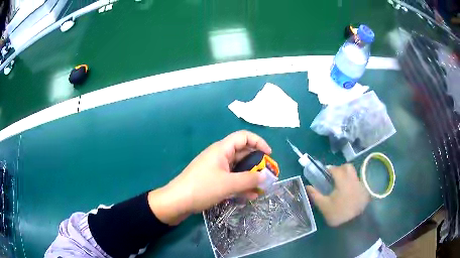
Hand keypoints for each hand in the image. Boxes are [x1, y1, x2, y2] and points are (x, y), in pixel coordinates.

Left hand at [148, 130, 271, 224]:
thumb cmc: (202, 188)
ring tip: (261, 188)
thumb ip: (249, 180)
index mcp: (222, 149)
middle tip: (267, 175)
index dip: (259, 142)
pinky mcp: (213, 180)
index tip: (269, 154)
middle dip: (257, 163)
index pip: (244, 137)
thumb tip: (266, 176)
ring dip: (250, 177)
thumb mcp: (228, 184)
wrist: (177, 201)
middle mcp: (220, 156)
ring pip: (238, 168)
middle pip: (242, 153)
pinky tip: (249, 196)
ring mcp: (216, 168)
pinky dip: (241, 185)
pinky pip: (231, 179)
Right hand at [306, 164, 369, 226]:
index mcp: (342, 182)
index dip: (329, 169)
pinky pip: (357, 181)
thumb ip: (315, 195)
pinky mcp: (364, 190)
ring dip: (347, 174)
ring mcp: (360, 185)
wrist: (353, 223)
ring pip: (353, 173)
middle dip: (340, 169)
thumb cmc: (337, 214)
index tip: (324, 173)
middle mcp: (353, 180)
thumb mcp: (323, 206)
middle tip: (333, 177)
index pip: (336, 169)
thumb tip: (307, 186)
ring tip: (340, 184)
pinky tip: (348, 191)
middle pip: (347, 167)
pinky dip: (352, 182)